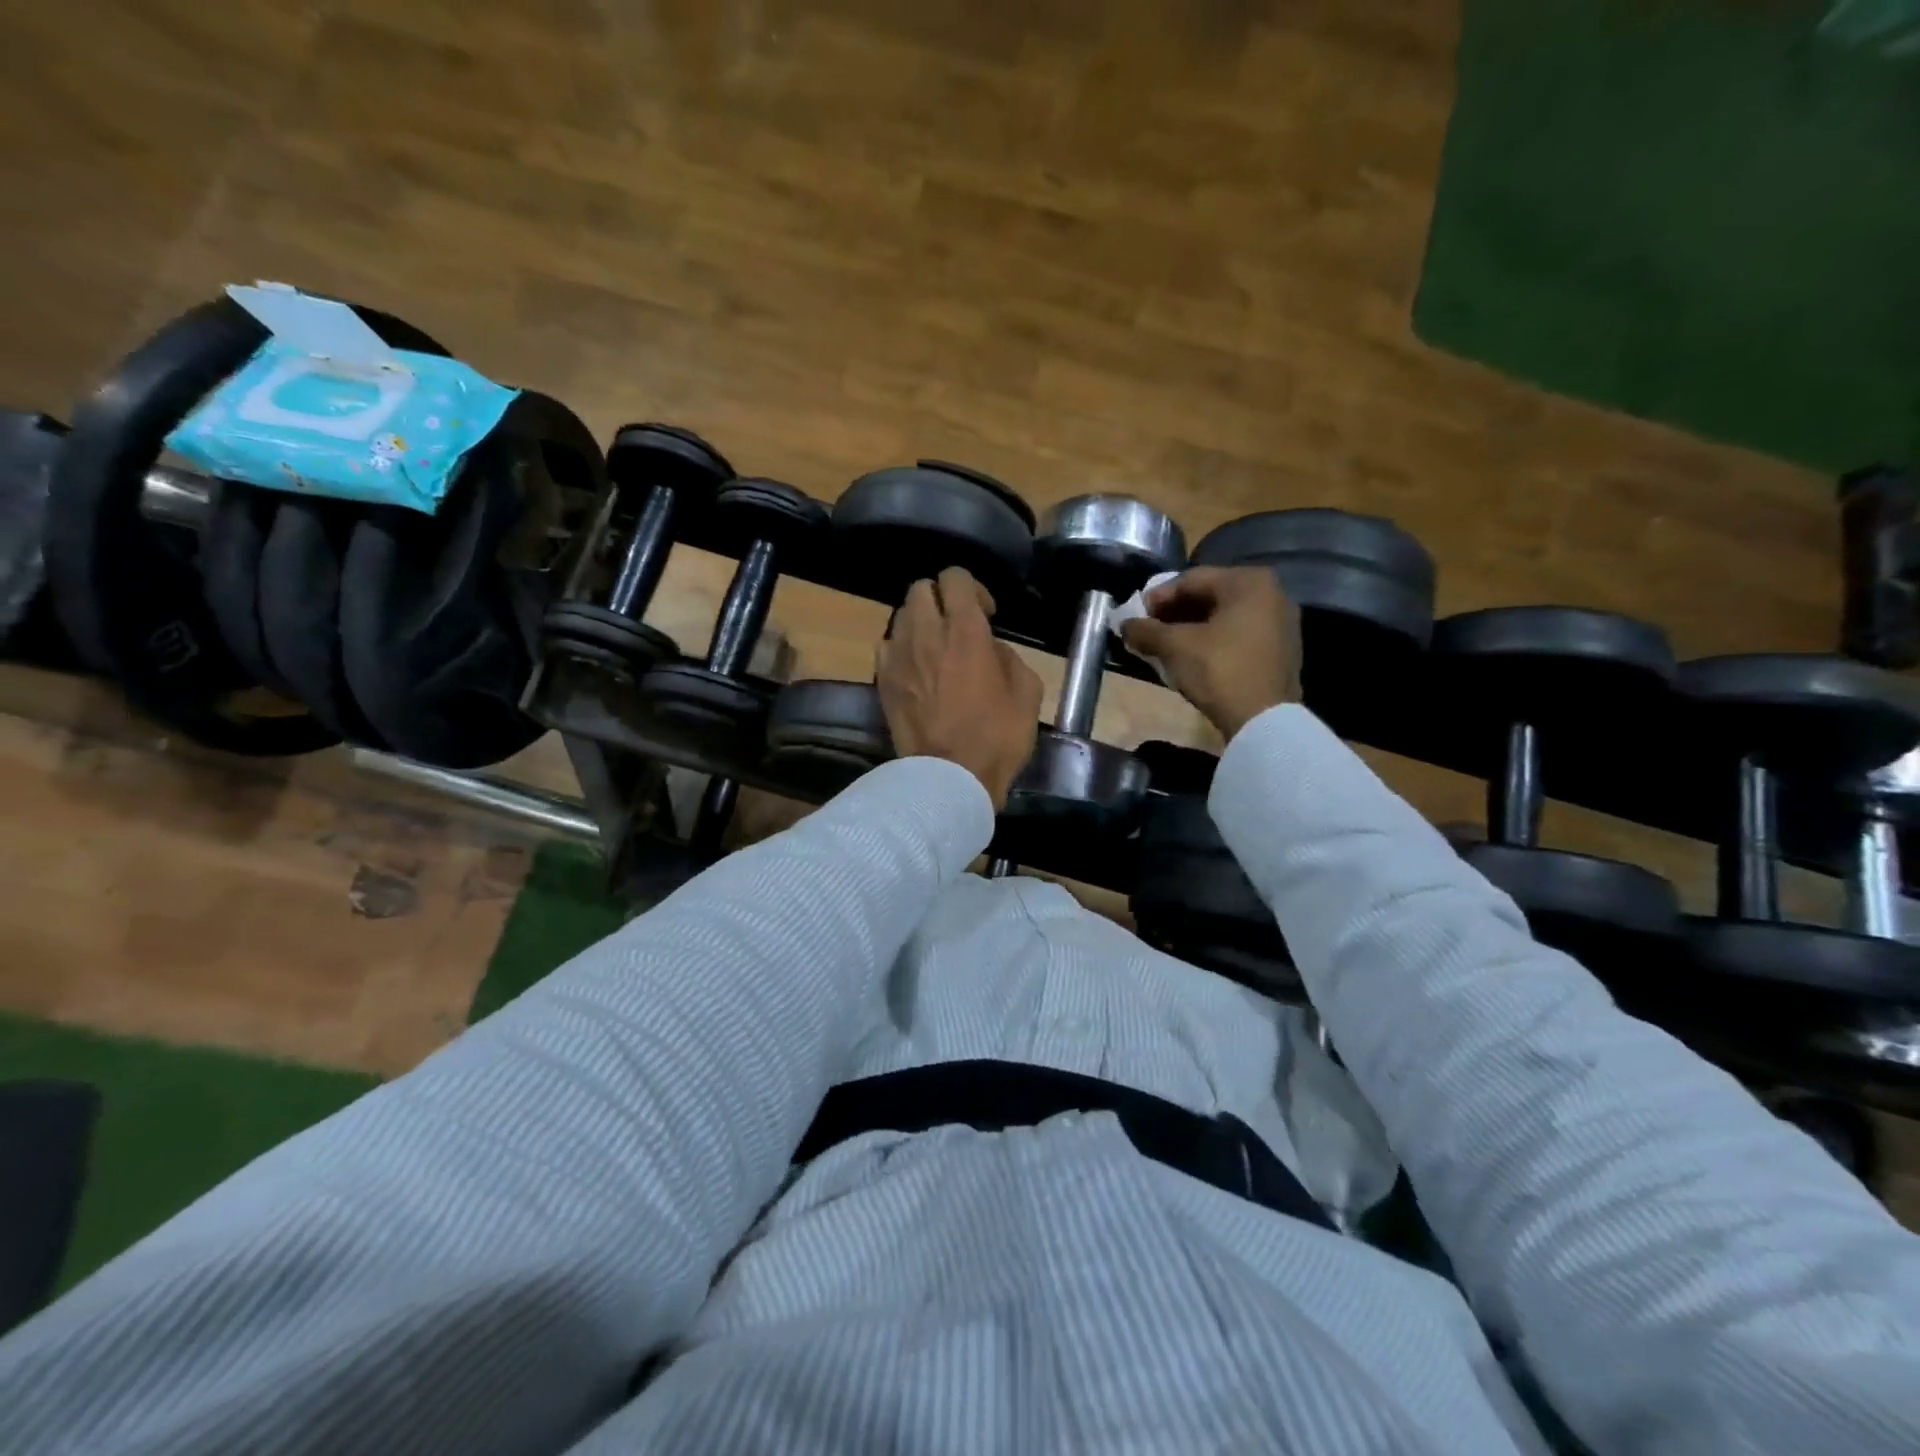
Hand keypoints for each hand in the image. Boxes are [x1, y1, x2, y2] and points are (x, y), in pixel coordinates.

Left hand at [876, 567, 1042, 808]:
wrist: (949, 778)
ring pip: (901, 614)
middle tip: (956, 625)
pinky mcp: (881, 679)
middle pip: (920, 588)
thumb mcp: (1027, 692)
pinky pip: (887, 644)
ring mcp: (897, 655)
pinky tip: (915, 667)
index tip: (986, 614)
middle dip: (940, 598)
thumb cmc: (996, 737)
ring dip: (920, 621)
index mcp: (965, 630)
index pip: (955, 577)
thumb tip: (990, 648)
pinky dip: (901, 646)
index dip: (972, 588)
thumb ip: (1008, 657)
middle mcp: (925, 633)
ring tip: (934, 646)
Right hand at [1120, 565, 1300, 738]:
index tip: (1135, 617)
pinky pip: (1239, 634)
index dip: (1157, 598)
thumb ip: (1145, 630)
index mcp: (1248, 582)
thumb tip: (1125, 625)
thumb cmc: (1219, 670)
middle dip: (1174, 613)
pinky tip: (1192, 658)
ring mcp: (1280, 622)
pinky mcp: (1281, 649)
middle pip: (1209, 596)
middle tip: (1148, 631)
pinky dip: (1213, 640)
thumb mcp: (1175, 647)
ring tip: (1165, 646)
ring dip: (1191, 628)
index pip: (1191, 580)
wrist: (1264, 720)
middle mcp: (1271, 593)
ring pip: (1224, 617)